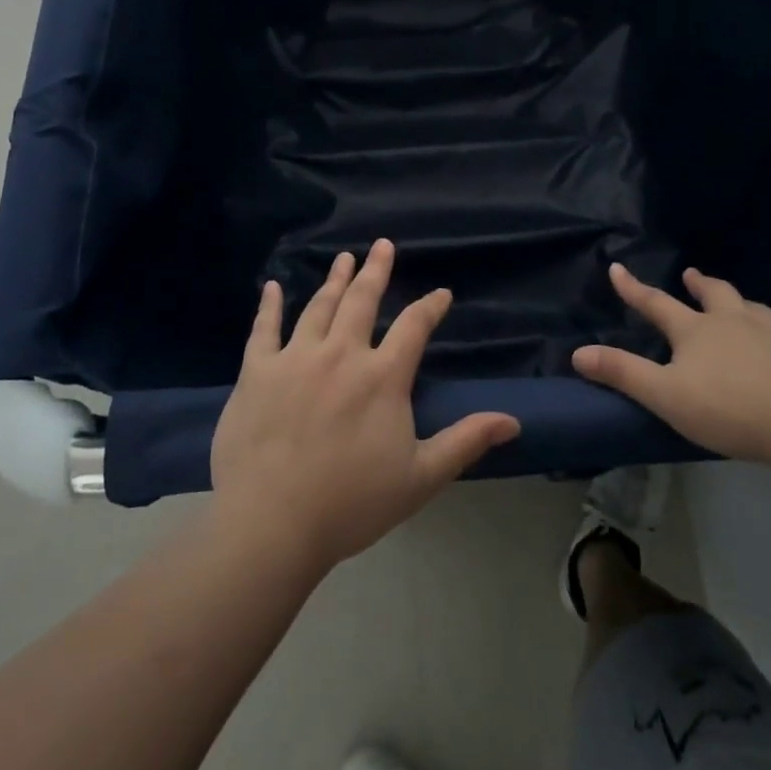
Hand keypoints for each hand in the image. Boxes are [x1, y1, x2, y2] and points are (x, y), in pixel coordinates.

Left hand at [211, 239, 521, 570]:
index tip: (441, 293)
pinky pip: (264, 329)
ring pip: (319, 306)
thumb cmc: (351, 503)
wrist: (272, 523)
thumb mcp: (421, 478)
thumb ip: (466, 442)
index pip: (414, 327)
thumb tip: (513, 421)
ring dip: (334, 279)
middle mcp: (342, 353)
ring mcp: (296, 358)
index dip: (431, 306)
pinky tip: (271, 287)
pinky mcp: (257, 371)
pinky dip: (269, 305)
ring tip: (344, 258)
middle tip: (383, 245)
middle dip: (376, 270)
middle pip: (363, 301)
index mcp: (383, 376)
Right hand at [573, 263, 770, 462]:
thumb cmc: (731, 410)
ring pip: (756, 307)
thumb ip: (623, 373)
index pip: (656, 304)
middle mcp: (736, 320)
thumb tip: (577, 352)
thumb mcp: (666, 396)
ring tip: (742, 304)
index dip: (633, 288)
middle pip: (714, 294)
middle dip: (699, 284)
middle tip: (692, 274)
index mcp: (697, 331)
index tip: (617, 267)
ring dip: (742, 303)